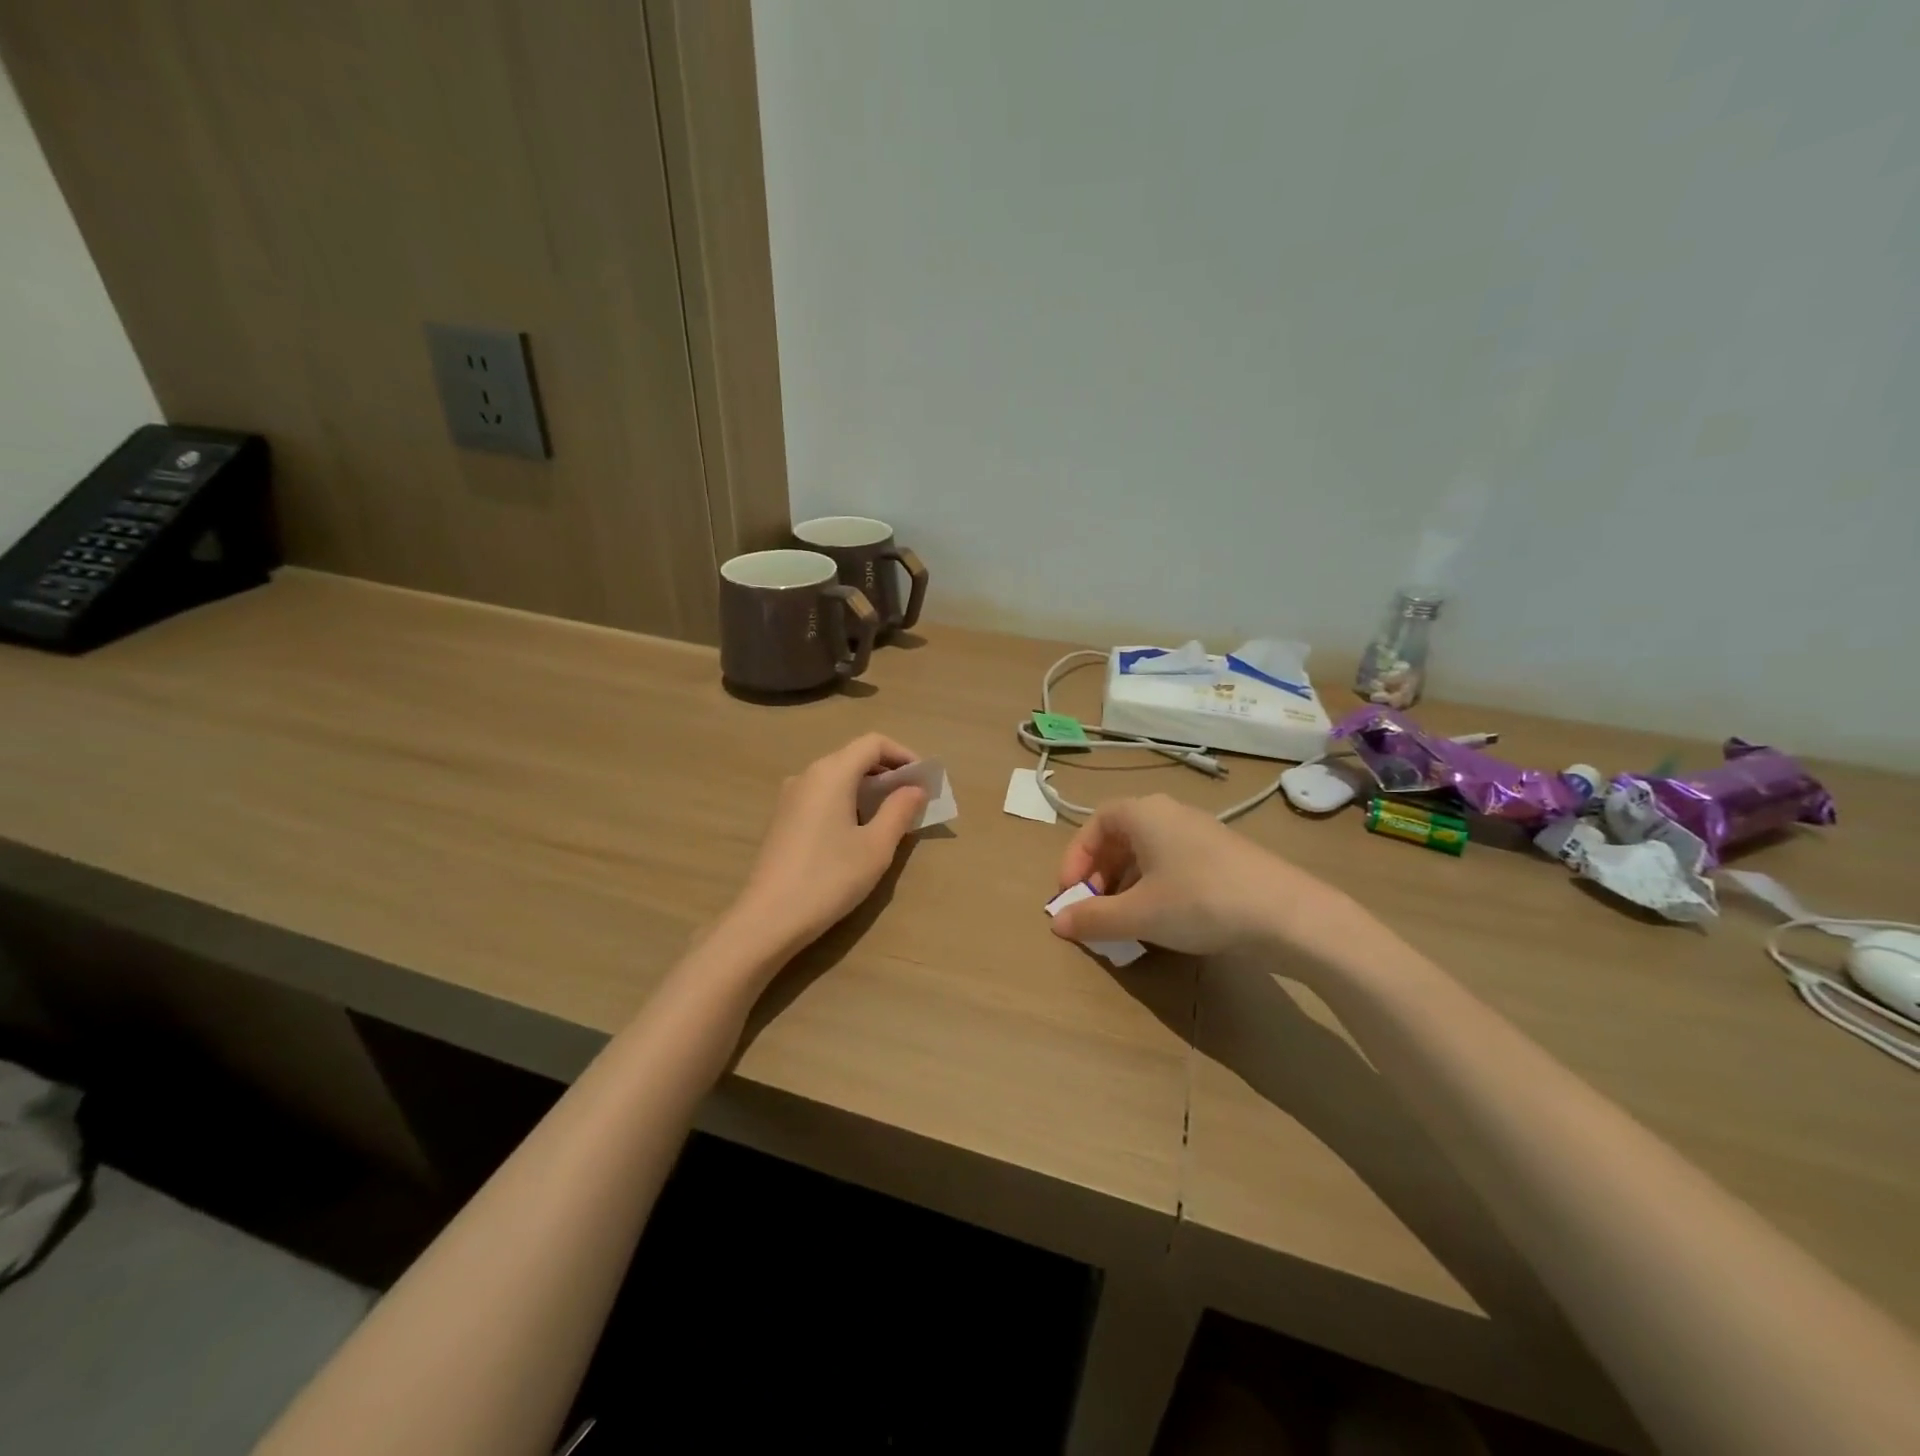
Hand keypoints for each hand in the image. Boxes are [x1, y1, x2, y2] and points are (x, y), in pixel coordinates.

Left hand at [727, 734, 927, 958]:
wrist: (768, 918)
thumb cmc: (829, 878)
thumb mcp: (876, 847)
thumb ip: (899, 811)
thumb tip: (915, 788)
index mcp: (831, 773)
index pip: (873, 743)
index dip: (903, 755)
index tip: (924, 780)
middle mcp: (808, 775)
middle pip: (854, 757)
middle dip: (887, 772)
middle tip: (913, 799)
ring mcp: (790, 796)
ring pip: (837, 777)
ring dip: (867, 788)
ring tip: (890, 816)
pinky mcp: (783, 818)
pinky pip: (822, 795)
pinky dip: (847, 800)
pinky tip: (857, 831)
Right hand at [1051, 794, 1355, 956]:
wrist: (1288, 914)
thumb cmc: (1200, 902)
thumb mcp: (1139, 914)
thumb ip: (1093, 918)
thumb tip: (1058, 923)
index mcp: (1144, 813)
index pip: (1094, 824)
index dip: (1075, 858)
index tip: (1070, 893)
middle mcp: (1170, 813)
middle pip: (1120, 837)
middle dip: (1100, 874)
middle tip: (1094, 909)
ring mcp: (1200, 832)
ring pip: (1147, 852)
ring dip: (1126, 883)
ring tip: (1124, 920)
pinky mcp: (1223, 855)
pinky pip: (1173, 863)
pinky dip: (1155, 886)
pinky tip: (1162, 919)